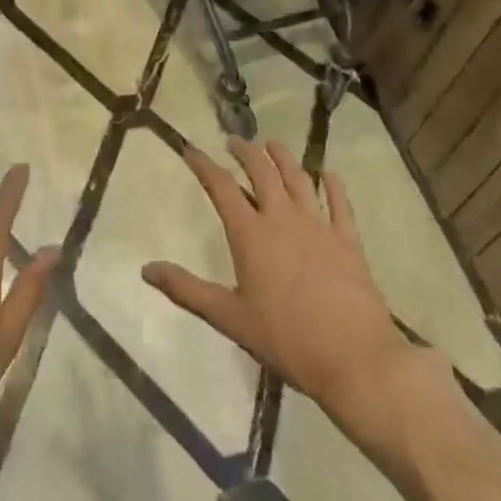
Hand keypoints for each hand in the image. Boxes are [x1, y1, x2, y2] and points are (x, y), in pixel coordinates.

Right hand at [143, 139, 416, 422]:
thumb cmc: (286, 339)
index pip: (221, 187)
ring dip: (283, 157)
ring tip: (272, 145)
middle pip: (262, 171)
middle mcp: (283, 218)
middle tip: (234, 141)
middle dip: (245, 151)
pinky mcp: (348, 240)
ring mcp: (319, 226)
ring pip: (299, 178)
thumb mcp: (229, 317)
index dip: (204, 165)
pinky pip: (339, 203)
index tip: (191, 149)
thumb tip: (146, 270)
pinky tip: (328, 175)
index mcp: (251, 234)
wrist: (354, 358)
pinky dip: (332, 185)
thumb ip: (187, 290)